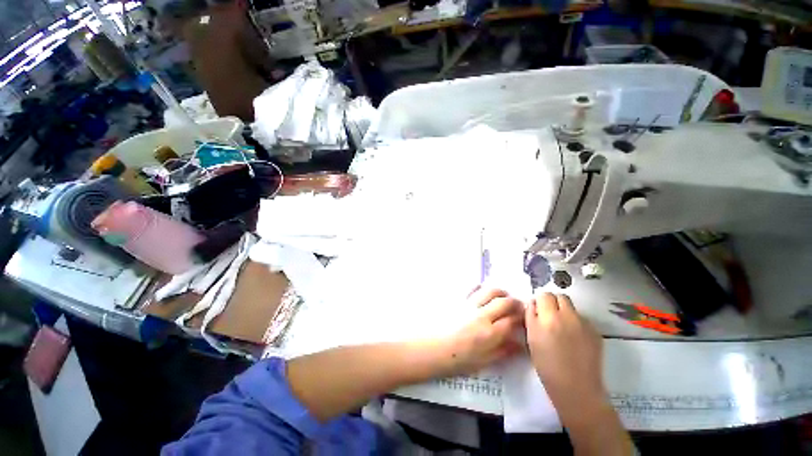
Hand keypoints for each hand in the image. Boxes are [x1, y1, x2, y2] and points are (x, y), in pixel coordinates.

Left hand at [434, 288, 523, 377]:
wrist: (431, 348)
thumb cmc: (457, 360)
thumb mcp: (483, 362)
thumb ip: (503, 351)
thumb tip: (519, 344)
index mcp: (490, 333)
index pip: (513, 320)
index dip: (521, 318)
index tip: (524, 319)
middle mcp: (482, 315)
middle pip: (505, 302)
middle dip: (515, 302)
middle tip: (517, 306)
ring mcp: (469, 304)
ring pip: (490, 291)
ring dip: (500, 292)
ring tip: (502, 297)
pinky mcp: (458, 299)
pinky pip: (472, 288)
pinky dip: (481, 288)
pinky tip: (482, 292)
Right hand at [525, 293, 606, 416]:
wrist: (576, 388)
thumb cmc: (547, 364)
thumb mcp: (531, 338)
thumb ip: (531, 316)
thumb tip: (533, 303)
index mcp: (550, 317)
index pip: (544, 295)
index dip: (539, 301)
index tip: (537, 310)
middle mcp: (569, 316)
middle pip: (561, 296)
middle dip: (553, 302)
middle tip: (548, 316)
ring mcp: (585, 324)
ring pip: (572, 308)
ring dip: (564, 312)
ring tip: (561, 329)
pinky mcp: (596, 333)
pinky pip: (582, 320)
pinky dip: (575, 323)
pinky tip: (573, 339)